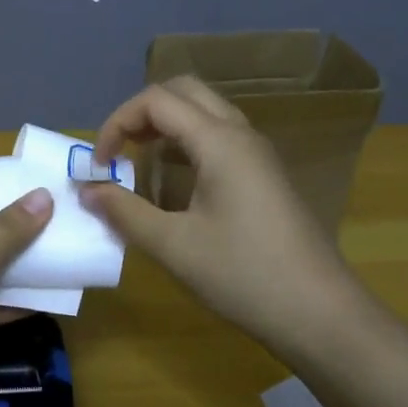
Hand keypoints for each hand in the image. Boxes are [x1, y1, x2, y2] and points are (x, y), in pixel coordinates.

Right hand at [81, 76, 344, 347]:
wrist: (321, 314)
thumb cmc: (244, 275)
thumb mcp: (174, 246)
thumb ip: (124, 211)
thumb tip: (86, 190)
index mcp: (219, 140)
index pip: (156, 100)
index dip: (118, 122)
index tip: (99, 164)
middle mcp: (240, 134)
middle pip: (184, 92)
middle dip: (142, 113)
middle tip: (120, 150)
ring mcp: (258, 154)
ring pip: (204, 113)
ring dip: (166, 126)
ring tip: (140, 164)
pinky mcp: (265, 175)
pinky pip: (219, 137)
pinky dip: (188, 144)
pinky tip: (175, 184)